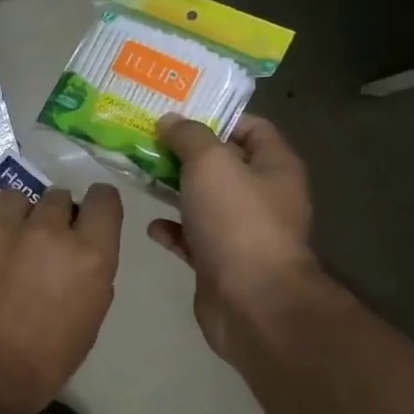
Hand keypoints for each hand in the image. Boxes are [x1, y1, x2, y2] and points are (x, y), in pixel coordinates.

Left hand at [0, 185, 123, 413]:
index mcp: (86, 256)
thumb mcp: (86, 322)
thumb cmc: (38, 364)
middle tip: (38, 246)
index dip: (97, 204)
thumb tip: (76, 249)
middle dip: (52, 217)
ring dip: (14, 218)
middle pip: (56, 197)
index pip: (104, 200)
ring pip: (14, 199)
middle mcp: (45, 230)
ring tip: (2, 247)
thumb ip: (88, 273)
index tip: (86, 214)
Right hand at [148, 114, 317, 362]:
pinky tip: (152, 225)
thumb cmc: (238, 221)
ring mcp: (242, 232)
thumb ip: (189, 136)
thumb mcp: (210, 163)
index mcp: (274, 167)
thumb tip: (171, 121)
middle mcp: (263, 196)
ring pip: (203, 200)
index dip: (216, 116)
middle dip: (184, 152)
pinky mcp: (221, 262)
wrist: (251, 302)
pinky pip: (192, 237)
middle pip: (222, 163)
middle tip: (145, 139)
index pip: (251, 126)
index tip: (176, 112)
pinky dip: (172, 229)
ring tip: (138, 176)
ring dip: (173, 189)